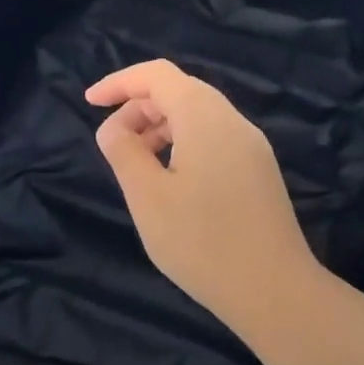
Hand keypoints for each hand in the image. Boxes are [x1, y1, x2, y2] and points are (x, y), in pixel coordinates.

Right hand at [86, 60, 319, 328]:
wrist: (274, 290)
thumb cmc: (202, 242)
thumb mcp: (147, 197)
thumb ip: (124, 152)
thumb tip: (114, 128)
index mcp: (205, 117)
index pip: (158, 74)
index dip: (120, 82)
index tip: (89, 103)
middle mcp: (233, 121)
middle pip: (180, 91)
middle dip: (139, 106)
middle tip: (112, 142)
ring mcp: (252, 146)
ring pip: (199, 116)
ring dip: (161, 127)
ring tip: (136, 163)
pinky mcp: (259, 170)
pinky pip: (214, 138)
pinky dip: (183, 143)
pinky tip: (170, 180)